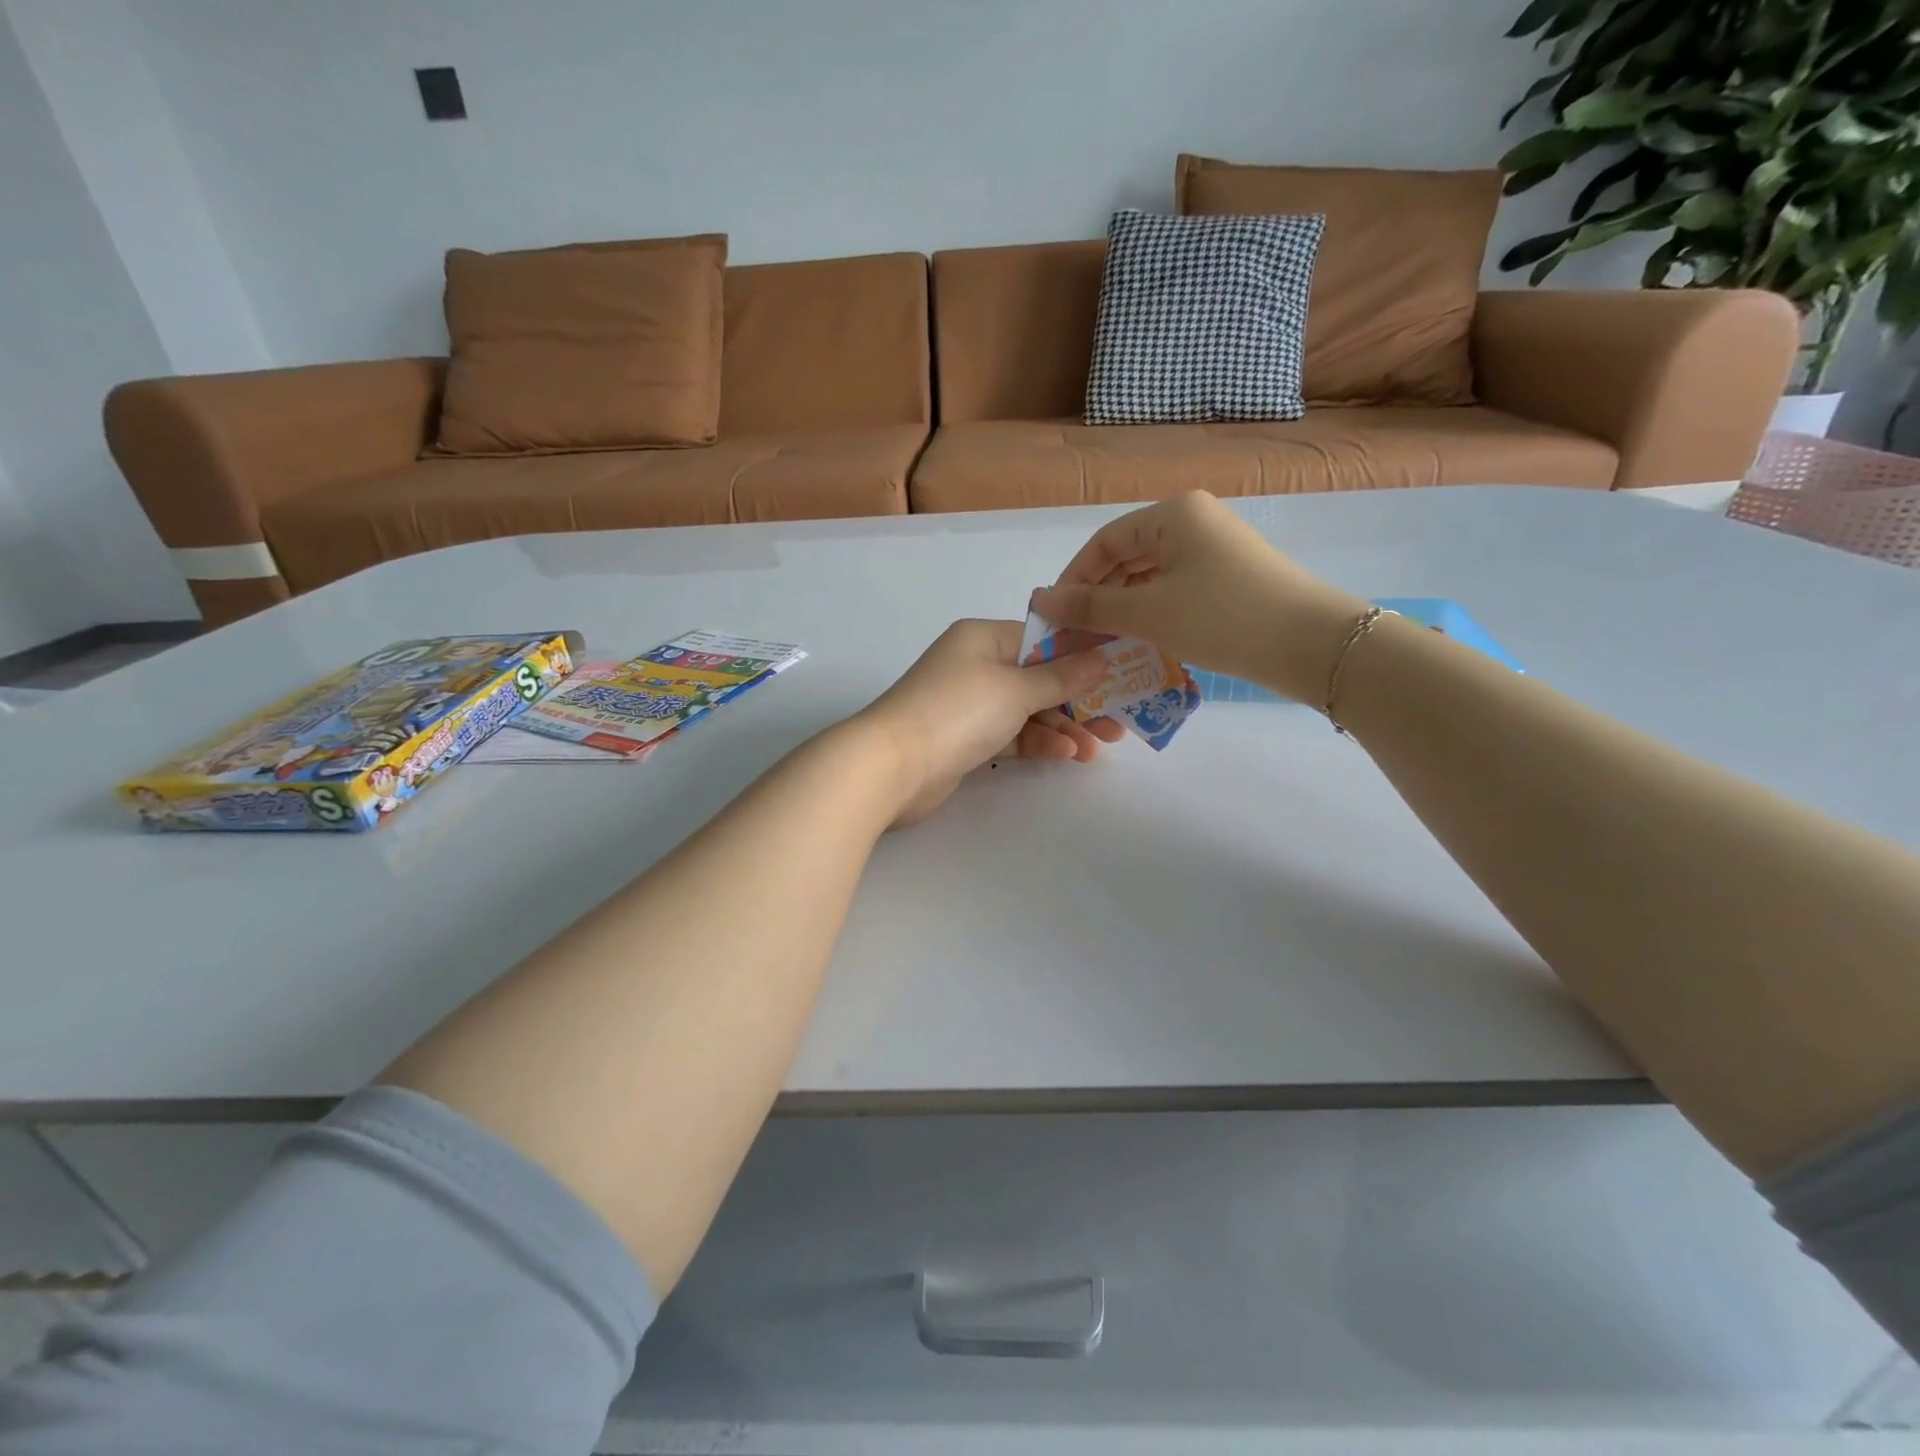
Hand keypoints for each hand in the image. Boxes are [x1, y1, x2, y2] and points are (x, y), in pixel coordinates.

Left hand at [855, 619, 1124, 824]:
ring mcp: (969, 704)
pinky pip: (1012, 734)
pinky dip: (1038, 742)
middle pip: (1038, 678)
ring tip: (1098, 748)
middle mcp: (976, 665)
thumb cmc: (957, 711)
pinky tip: (1067, 755)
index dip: (1082, 656)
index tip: (1120, 673)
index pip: (1042, 639)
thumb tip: (1101, 656)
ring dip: (1063, 726)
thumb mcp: (1016, 688)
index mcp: (984, 638)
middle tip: (1118, 721)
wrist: (892, 766)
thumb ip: (1062, 676)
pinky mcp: (966, 739)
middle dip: (1079, 699)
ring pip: (1028, 710)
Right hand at [1032, 491, 1367, 703]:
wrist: (1312, 645)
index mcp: (1173, 514)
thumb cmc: (1222, 617)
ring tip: (1103, 644)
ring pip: (1150, 577)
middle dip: (1097, 597)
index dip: (1073, 579)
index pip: (1104, 542)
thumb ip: (1090, 605)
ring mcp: (1215, 551)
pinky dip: (1152, 615)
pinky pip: (1175, 591)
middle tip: (1076, 636)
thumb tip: (1040, 599)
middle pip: (1127, 557)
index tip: (1055, 618)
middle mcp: (1194, 522)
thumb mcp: (1148, 612)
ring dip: (1123, 609)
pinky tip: (1140, 643)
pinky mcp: (1230, 580)